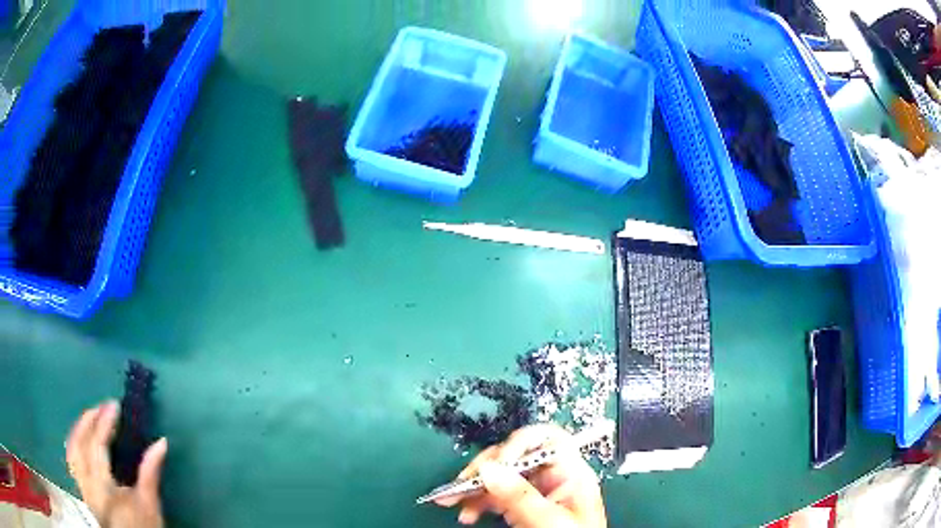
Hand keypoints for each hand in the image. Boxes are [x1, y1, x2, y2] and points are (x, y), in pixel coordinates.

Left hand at [66, 401, 166, 527]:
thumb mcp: (149, 504)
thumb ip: (150, 472)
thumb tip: (161, 442)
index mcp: (101, 484)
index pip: (97, 444)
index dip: (104, 422)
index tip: (114, 405)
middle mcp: (86, 481)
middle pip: (79, 442)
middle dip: (88, 420)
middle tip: (101, 407)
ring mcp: (82, 485)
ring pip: (71, 449)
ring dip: (78, 429)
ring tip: (90, 419)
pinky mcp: (82, 490)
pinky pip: (72, 459)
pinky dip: (75, 443)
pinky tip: (82, 441)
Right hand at [436, 424, 606, 526]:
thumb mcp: (548, 520)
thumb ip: (520, 496)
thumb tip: (487, 468)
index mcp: (570, 473)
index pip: (546, 439)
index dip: (517, 444)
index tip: (494, 465)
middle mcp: (552, 477)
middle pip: (515, 456)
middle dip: (485, 468)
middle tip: (462, 484)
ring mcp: (535, 492)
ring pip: (500, 475)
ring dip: (474, 487)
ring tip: (453, 501)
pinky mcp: (522, 507)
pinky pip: (495, 495)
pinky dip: (477, 502)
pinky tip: (467, 513)